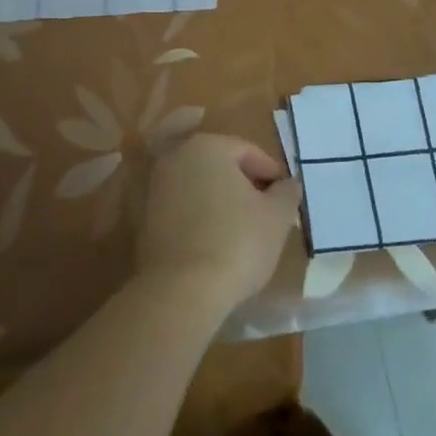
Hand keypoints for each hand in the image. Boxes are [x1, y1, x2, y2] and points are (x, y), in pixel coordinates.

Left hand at [137, 133, 301, 313]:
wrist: (181, 290)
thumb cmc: (236, 243)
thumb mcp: (276, 218)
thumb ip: (286, 193)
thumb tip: (289, 183)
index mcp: (209, 146)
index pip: (248, 151)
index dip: (271, 173)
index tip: (285, 199)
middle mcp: (178, 155)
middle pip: (219, 163)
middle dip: (243, 183)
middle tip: (265, 210)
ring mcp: (157, 184)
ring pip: (198, 183)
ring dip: (219, 198)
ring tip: (241, 227)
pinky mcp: (146, 214)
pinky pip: (181, 205)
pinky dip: (199, 214)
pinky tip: (214, 239)